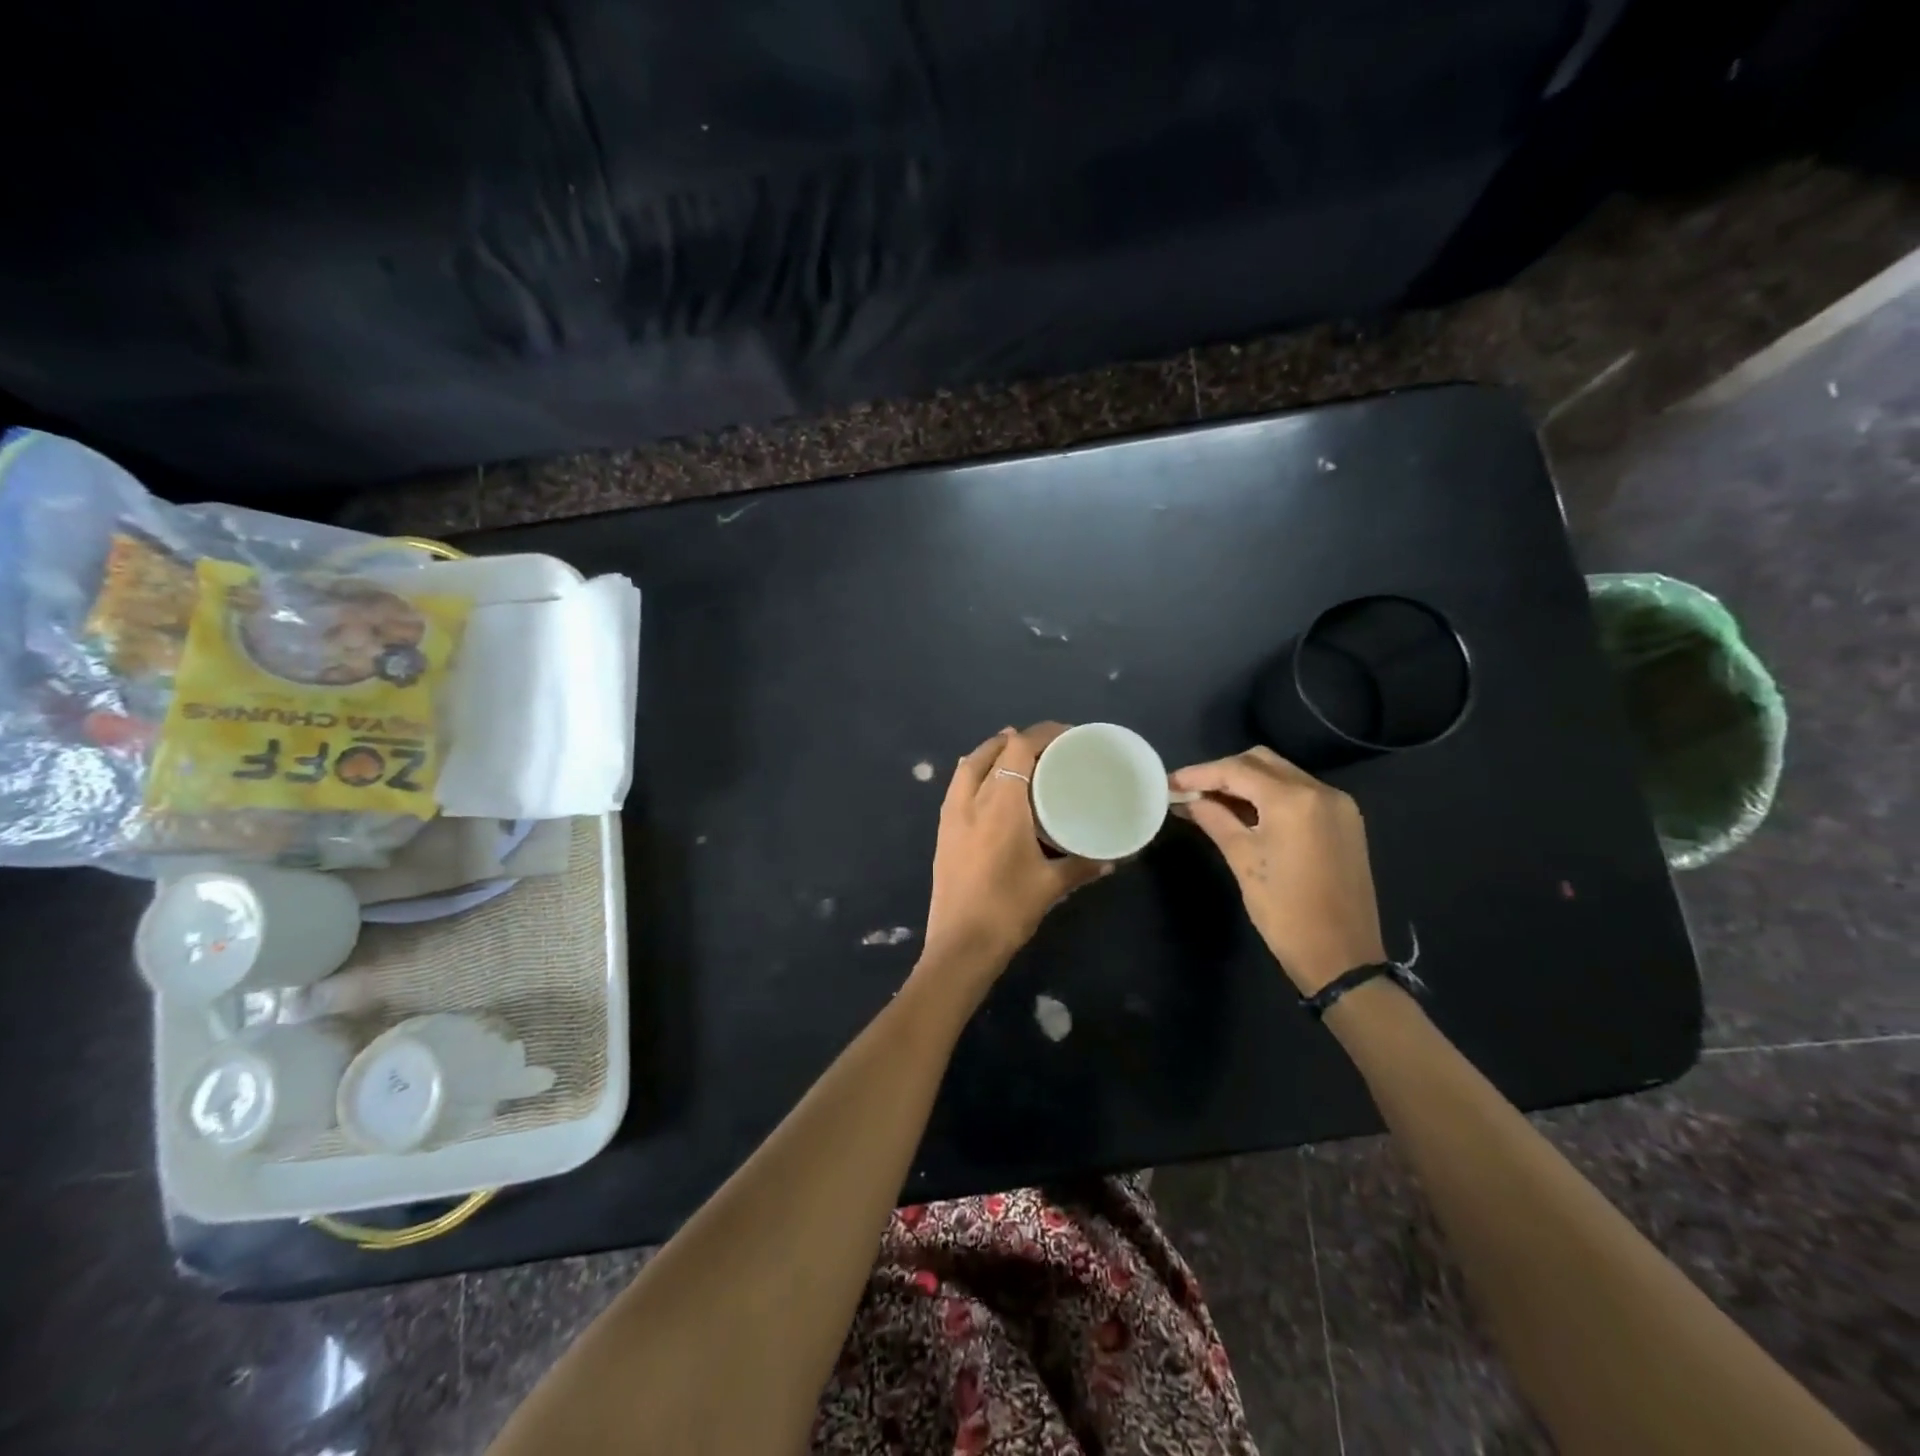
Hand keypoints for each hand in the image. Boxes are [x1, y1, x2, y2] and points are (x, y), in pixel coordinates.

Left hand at [921, 724, 1109, 986]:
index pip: (1019, 748)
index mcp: (1001, 803)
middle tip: (1047, 748)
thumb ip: (1083, 865)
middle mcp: (972, 799)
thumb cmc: (1009, 909)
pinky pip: (958, 786)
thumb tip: (1114, 858)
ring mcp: (951, 814)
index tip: (1067, 735)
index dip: (1042, 733)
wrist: (960, 944)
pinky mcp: (942, 831)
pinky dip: (975, 773)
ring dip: (992, 753)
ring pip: (969, 765)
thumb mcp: (1051, 885)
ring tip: (1016, 757)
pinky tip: (990, 787)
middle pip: (992, 751)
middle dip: (1018, 740)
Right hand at [1169, 747, 1385, 993]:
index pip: (1236, 770)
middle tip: (1191, 792)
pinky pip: (1300, 793)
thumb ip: (1214, 819)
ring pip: (1282, 774)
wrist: (1342, 957)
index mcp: (1294, 800)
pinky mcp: (1345, 821)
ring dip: (1247, 782)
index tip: (1169, 783)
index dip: (1199, 774)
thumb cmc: (1285, 911)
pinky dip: (1270, 795)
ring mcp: (1338, 805)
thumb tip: (1187, 799)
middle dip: (1223, 772)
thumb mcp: (1243, 860)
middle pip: (1261, 762)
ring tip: (1213, 802)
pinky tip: (1247, 814)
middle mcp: (1321, 790)